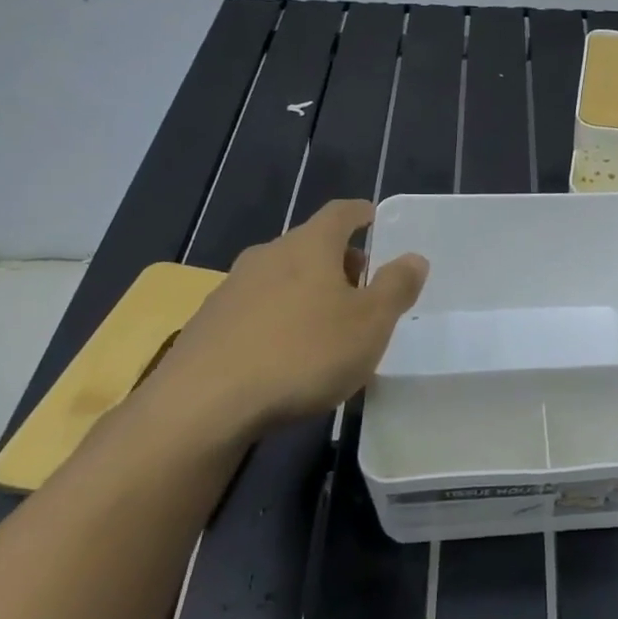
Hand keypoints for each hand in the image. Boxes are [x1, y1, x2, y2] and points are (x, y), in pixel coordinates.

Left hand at [139, 199, 427, 448]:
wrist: (203, 405)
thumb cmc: (303, 354)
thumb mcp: (370, 323)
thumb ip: (396, 287)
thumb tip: (414, 258)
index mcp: (310, 246)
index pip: (339, 213)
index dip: (360, 213)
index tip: (373, 217)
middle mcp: (268, 255)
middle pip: (309, 245)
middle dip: (338, 260)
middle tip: (361, 286)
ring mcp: (232, 289)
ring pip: (281, 277)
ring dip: (307, 290)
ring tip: (326, 324)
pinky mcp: (208, 324)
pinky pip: (256, 308)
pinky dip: (278, 317)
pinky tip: (286, 353)